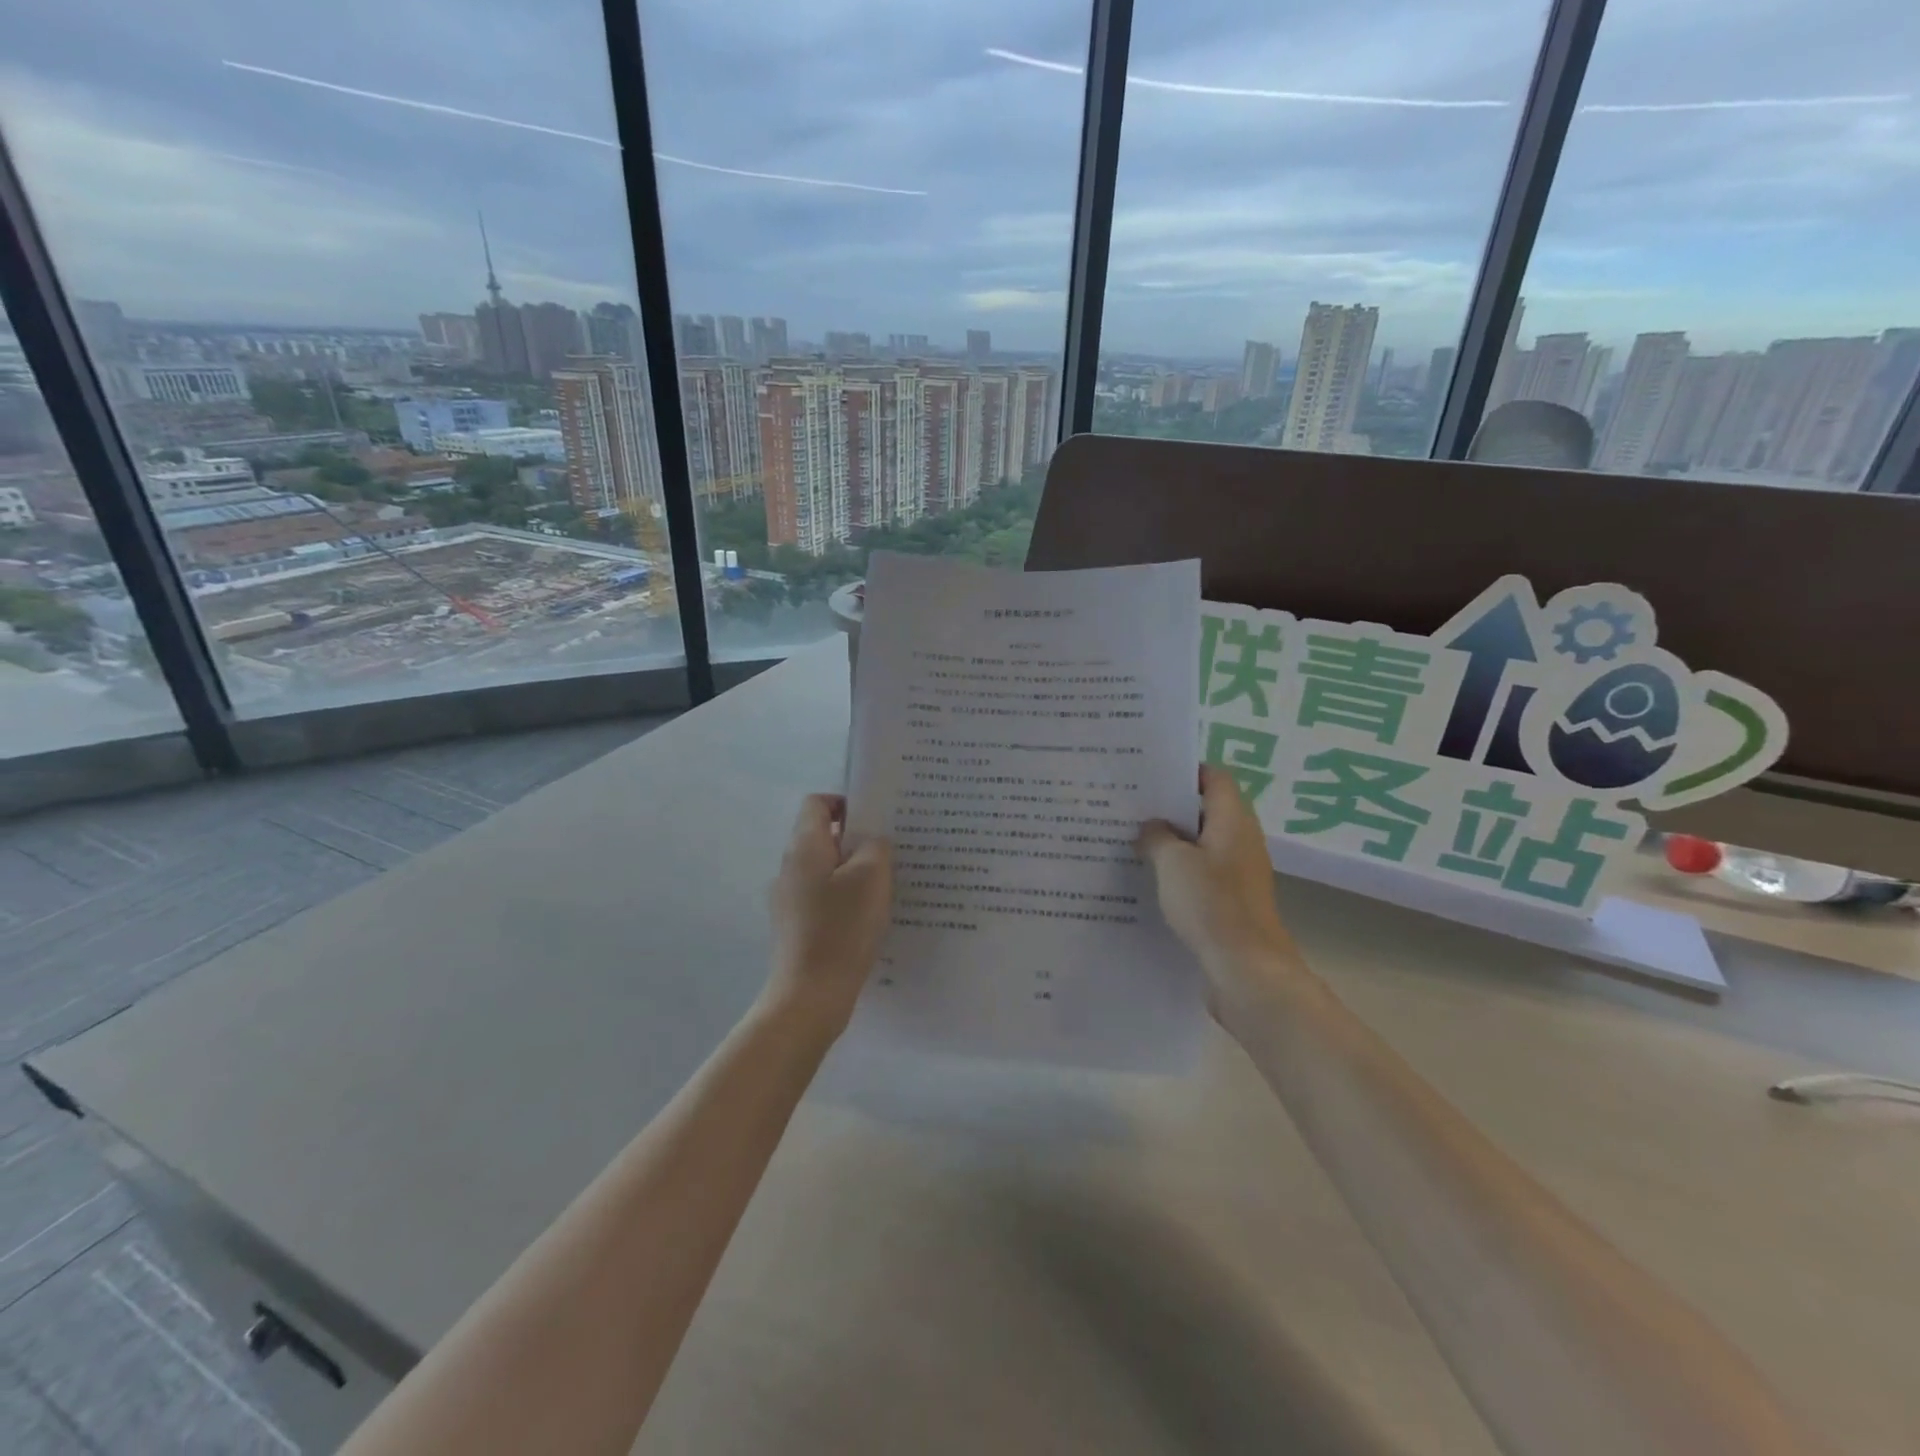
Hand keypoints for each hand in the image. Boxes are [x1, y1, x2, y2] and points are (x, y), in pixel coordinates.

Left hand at [766, 794, 893, 1034]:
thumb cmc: (842, 928)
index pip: (817, 804)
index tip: (876, 818)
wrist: (810, 996)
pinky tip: (869, 917)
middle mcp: (789, 867)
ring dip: (853, 871)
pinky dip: (845, 898)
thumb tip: (871, 841)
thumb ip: (875, 847)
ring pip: (825, 869)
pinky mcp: (794, 927)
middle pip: (822, 837)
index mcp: (804, 847)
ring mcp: (788, 899)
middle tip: (891, 850)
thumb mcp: (871, 877)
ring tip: (886, 884)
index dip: (846, 803)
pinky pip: (823, 898)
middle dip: (856, 839)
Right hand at [1138, 767, 1303, 1020]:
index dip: (1185, 770)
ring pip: (1201, 843)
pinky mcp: (1231, 900)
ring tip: (1131, 838)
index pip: (1215, 777)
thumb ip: (1156, 836)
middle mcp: (1240, 840)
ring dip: (1171, 840)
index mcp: (1233, 820)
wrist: (1247, 970)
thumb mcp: (1173, 862)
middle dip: (1170, 806)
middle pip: (1206, 809)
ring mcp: (1238, 872)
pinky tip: (1148, 878)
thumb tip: (1150, 826)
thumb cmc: (1211, 905)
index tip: (1148, 774)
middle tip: (1130, 805)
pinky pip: (1201, 872)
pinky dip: (1178, 869)